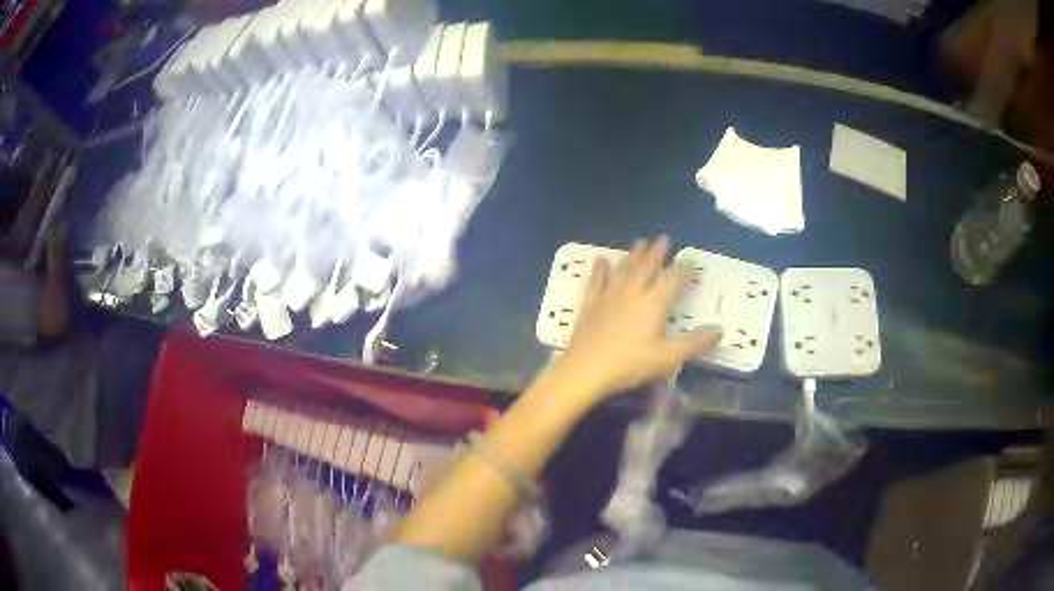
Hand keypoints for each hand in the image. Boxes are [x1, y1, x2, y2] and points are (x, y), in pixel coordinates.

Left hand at [552, 237, 721, 400]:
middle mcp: (632, 292)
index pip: (672, 278)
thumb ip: (695, 342)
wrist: (585, 370)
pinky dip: (600, 269)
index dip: (683, 268)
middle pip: (647, 267)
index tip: (691, 259)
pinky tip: (601, 260)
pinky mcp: (590, 305)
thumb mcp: (669, 357)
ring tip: (639, 242)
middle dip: (657, 252)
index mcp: (654, 302)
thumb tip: (720, 330)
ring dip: (633, 255)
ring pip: (623, 269)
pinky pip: (597, 281)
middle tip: (663, 239)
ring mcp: (609, 296)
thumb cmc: (630, 364)